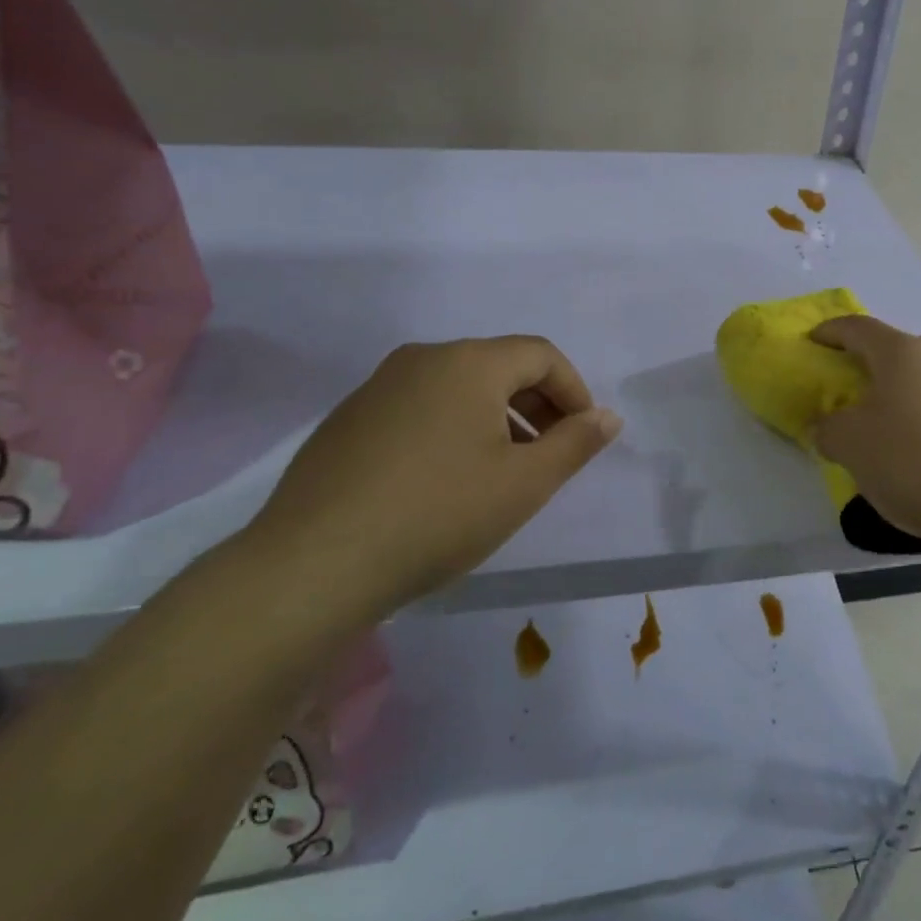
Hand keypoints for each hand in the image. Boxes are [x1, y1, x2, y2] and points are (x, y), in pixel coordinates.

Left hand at [246, 337, 622, 623]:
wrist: (313, 565)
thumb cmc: (438, 515)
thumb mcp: (525, 483)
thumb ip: (575, 443)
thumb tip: (608, 416)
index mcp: (469, 362)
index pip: (541, 355)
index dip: (574, 390)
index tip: (583, 435)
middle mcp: (423, 358)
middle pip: (499, 366)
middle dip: (536, 405)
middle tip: (549, 455)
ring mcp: (378, 386)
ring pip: (458, 387)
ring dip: (495, 418)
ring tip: (502, 472)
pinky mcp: (348, 419)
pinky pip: (419, 408)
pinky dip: (450, 429)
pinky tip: (443, 482)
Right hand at [811, 316, 920, 550]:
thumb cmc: (915, 463)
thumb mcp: (851, 448)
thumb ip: (829, 430)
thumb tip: (827, 426)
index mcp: (903, 354)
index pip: (859, 328)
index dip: (832, 332)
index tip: (815, 340)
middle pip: (903, 349)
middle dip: (878, 364)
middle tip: (862, 390)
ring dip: (916, 391)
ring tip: (905, 426)